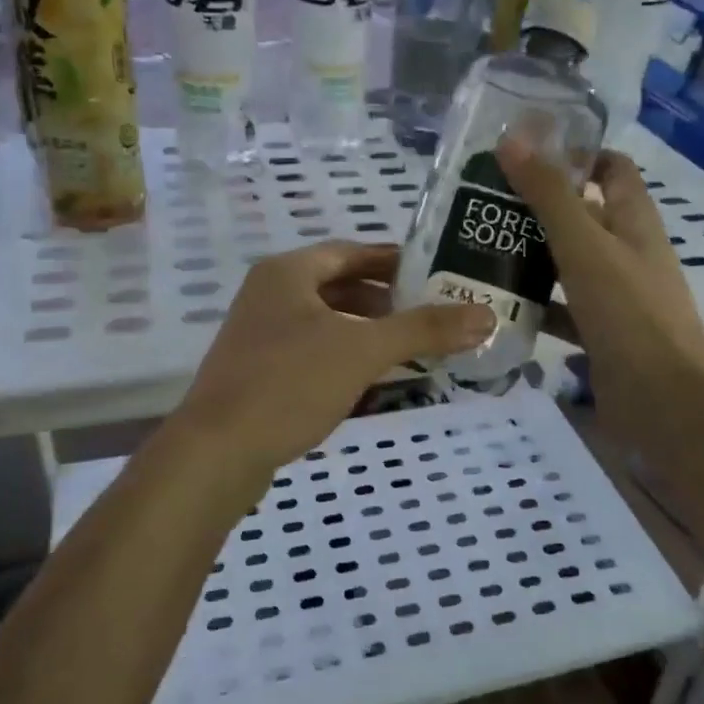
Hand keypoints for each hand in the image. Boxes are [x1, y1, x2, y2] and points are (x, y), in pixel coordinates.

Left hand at [172, 242, 491, 467]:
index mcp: (287, 273)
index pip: (351, 252)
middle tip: (429, 314)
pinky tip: (370, 381)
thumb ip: (424, 330)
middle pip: (338, 287)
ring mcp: (259, 336)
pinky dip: (344, 359)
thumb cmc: (290, 384)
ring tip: (409, 349)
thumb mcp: (363, 351)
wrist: (217, 452)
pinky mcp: (257, 373)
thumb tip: (486, 315)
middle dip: (385, 301)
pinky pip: (311, 353)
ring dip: (366, 332)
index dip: (394, 260)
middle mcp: (269, 295)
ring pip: (325, 323)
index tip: (434, 273)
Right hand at [498, 136, 703, 430]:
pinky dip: (534, 303)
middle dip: (539, 206)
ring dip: (531, 254)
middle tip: (484, 200)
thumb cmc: (627, 312)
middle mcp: (628, 253)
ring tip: (479, 246)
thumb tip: (513, 139)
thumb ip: (549, 194)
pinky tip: (496, 303)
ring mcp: (616, 297)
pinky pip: (562, 308)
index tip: (528, 151)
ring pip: (569, 264)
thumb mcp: (584, 245)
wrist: (661, 401)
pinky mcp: (600, 333)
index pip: (613, 169)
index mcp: (634, 222)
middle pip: (584, 215)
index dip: (578, 153)